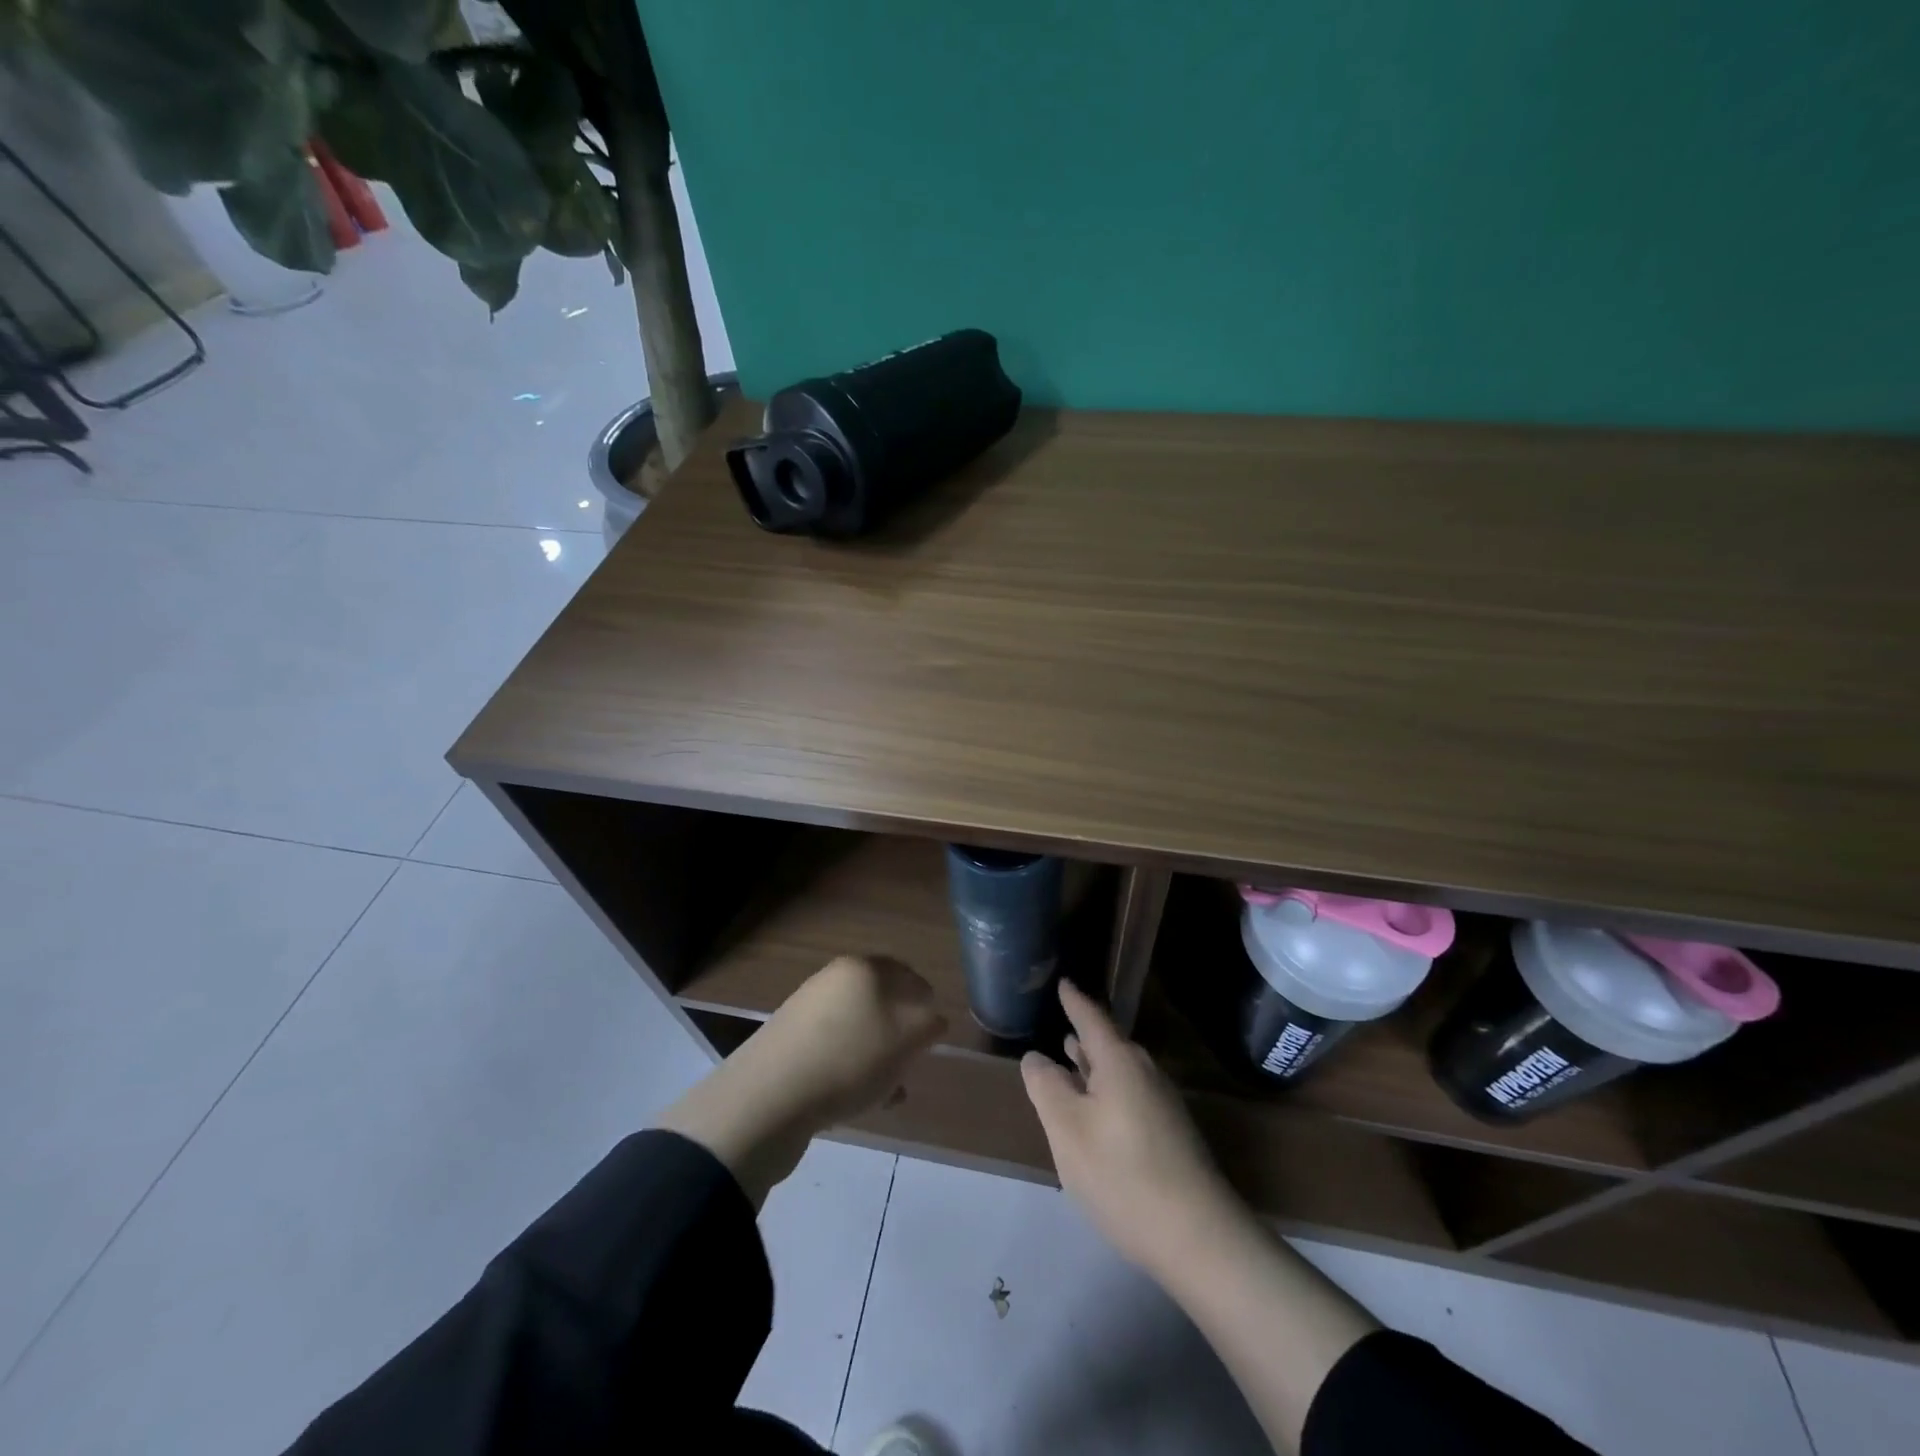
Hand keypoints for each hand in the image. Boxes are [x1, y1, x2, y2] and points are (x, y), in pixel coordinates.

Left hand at [753, 954, 947, 1126]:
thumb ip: (929, 1023)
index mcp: (863, 968)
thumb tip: (933, 1018)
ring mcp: (807, 1012)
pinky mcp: (790, 1045)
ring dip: (878, 1056)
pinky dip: (852, 1071)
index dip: (927, 1004)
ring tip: (889, 1090)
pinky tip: (860, 1102)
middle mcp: (833, 980)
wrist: (769, 1098)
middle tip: (912, 1062)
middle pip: (882, 1002)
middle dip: (901, 1033)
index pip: (909, 975)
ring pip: (859, 1030)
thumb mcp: (906, 1038)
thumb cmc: (849, 1059)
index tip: (934, 1037)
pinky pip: (835, 1053)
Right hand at [1021, 980, 1248, 1275]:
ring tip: (1072, 1058)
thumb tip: (1036, 1057)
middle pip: (1109, 1044)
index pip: (1091, 1018)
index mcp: (1120, 1062)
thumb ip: (1047, 1087)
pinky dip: (1107, 1089)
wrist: (1200, 1238)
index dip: (1074, 1001)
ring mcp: (1163, 1104)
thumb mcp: (1068, 1130)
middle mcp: (1145, 1073)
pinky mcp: (1171, 1134)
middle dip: (1084, 1034)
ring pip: (1120, 1071)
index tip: (1063, 983)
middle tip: (1062, 1020)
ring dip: (1095, 1064)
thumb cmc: (1123, 1175)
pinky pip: (1130, 1094)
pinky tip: (1097, 1110)